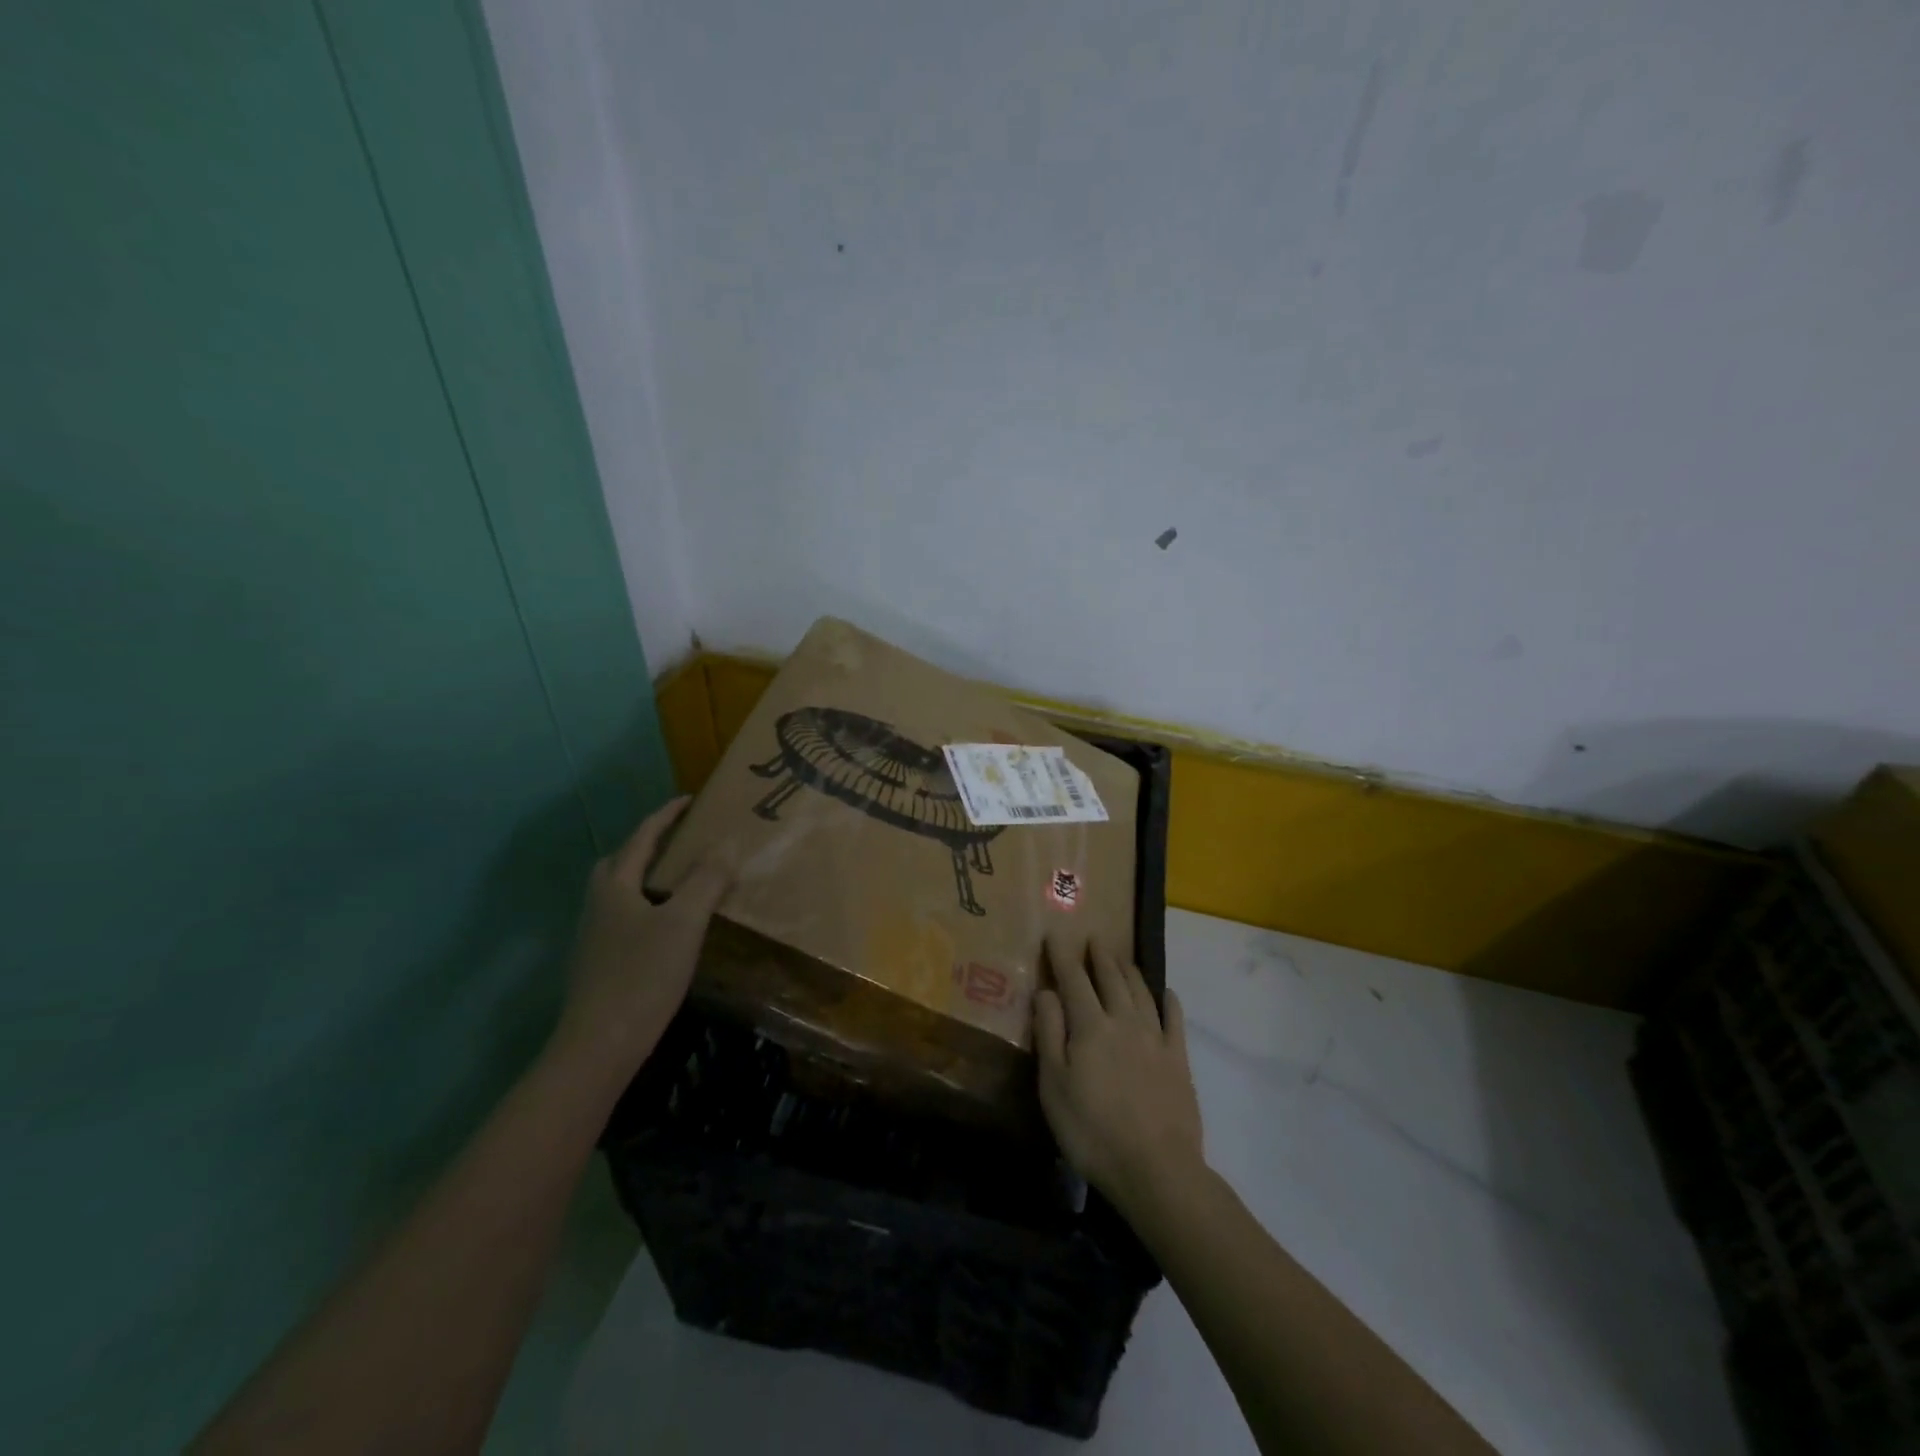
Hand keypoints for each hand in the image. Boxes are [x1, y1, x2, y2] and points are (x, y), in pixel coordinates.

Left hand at [547, 797, 731, 1088]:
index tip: (691, 801)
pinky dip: (649, 906)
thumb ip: (706, 880)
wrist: (599, 1047)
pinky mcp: (601, 963)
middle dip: (649, 844)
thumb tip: (726, 843)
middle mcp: (598, 905)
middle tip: (682, 841)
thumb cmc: (642, 976)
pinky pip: (627, 917)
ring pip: (622, 891)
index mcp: (615, 886)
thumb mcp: (684, 922)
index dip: (666, 816)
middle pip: (620, 861)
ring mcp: (595, 936)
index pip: (642, 837)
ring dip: (648, 876)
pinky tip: (670, 926)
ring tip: (682, 880)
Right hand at [1035, 936, 1205, 1215]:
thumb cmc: (1092, 1130)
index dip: (1063, 956)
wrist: (1155, 1168)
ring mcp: (1155, 1039)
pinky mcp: (1178, 1060)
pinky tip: (1166, 993)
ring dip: (1129, 971)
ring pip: (1141, 992)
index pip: (1073, 980)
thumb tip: (1046, 991)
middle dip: (1100, 957)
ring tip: (1121, 958)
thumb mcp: (1053, 1085)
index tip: (1055, 934)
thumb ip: (1049, 1033)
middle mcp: (1123, 1021)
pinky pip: (1174, 1019)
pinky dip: (1169, 1001)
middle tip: (1094, 938)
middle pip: (1111, 979)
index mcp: (1090, 1026)